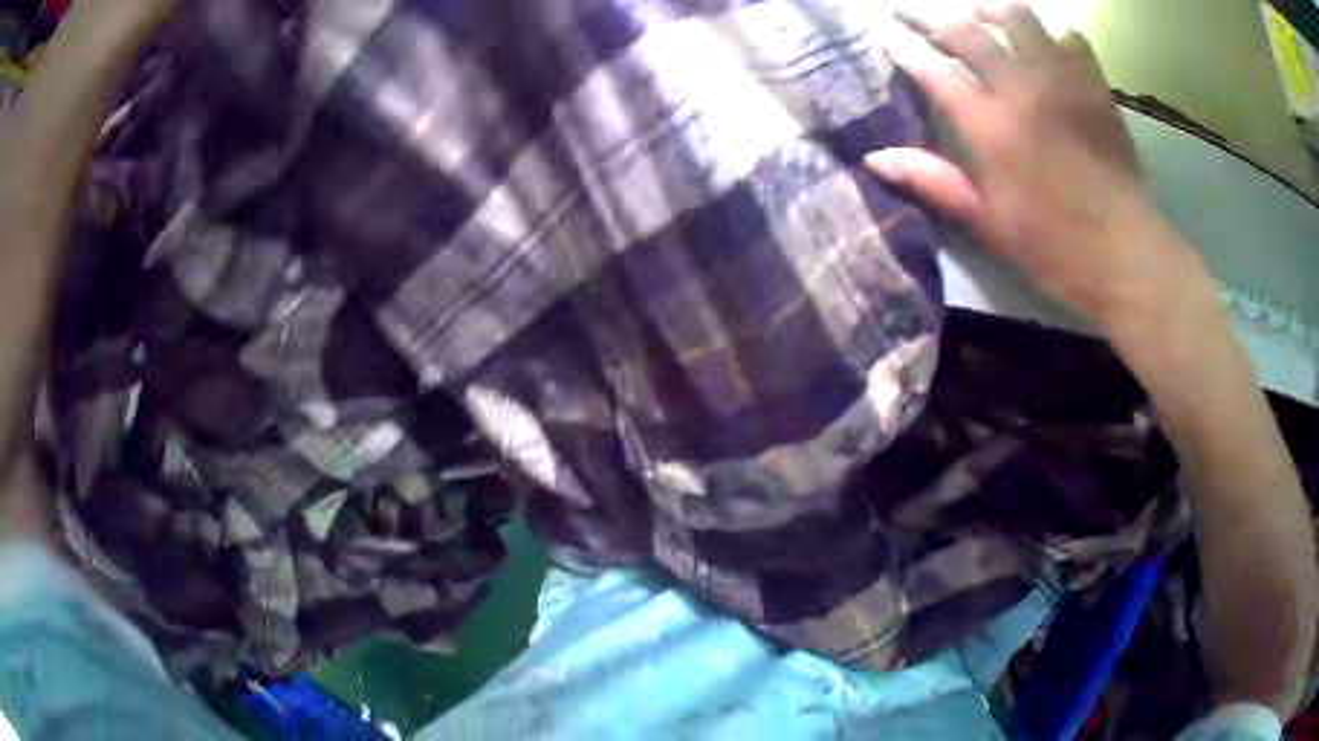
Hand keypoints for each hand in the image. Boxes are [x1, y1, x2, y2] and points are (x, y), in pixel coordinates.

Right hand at [867, 2, 1202, 327]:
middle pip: (966, 30)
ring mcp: (1061, 81)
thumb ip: (934, 182)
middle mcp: (1021, 89)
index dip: (903, 48)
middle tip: (912, 13)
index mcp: (990, 127)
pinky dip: (1050, 34)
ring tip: (978, 17)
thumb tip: (875, 158)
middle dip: (930, 16)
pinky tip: (1043, 47)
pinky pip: (1068, 37)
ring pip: (1017, 17)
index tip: (884, 34)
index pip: (933, 69)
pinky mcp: (1094, 86)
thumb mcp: (987, 224)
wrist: (1126, 253)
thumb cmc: (1054, 247)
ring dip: (989, 11)